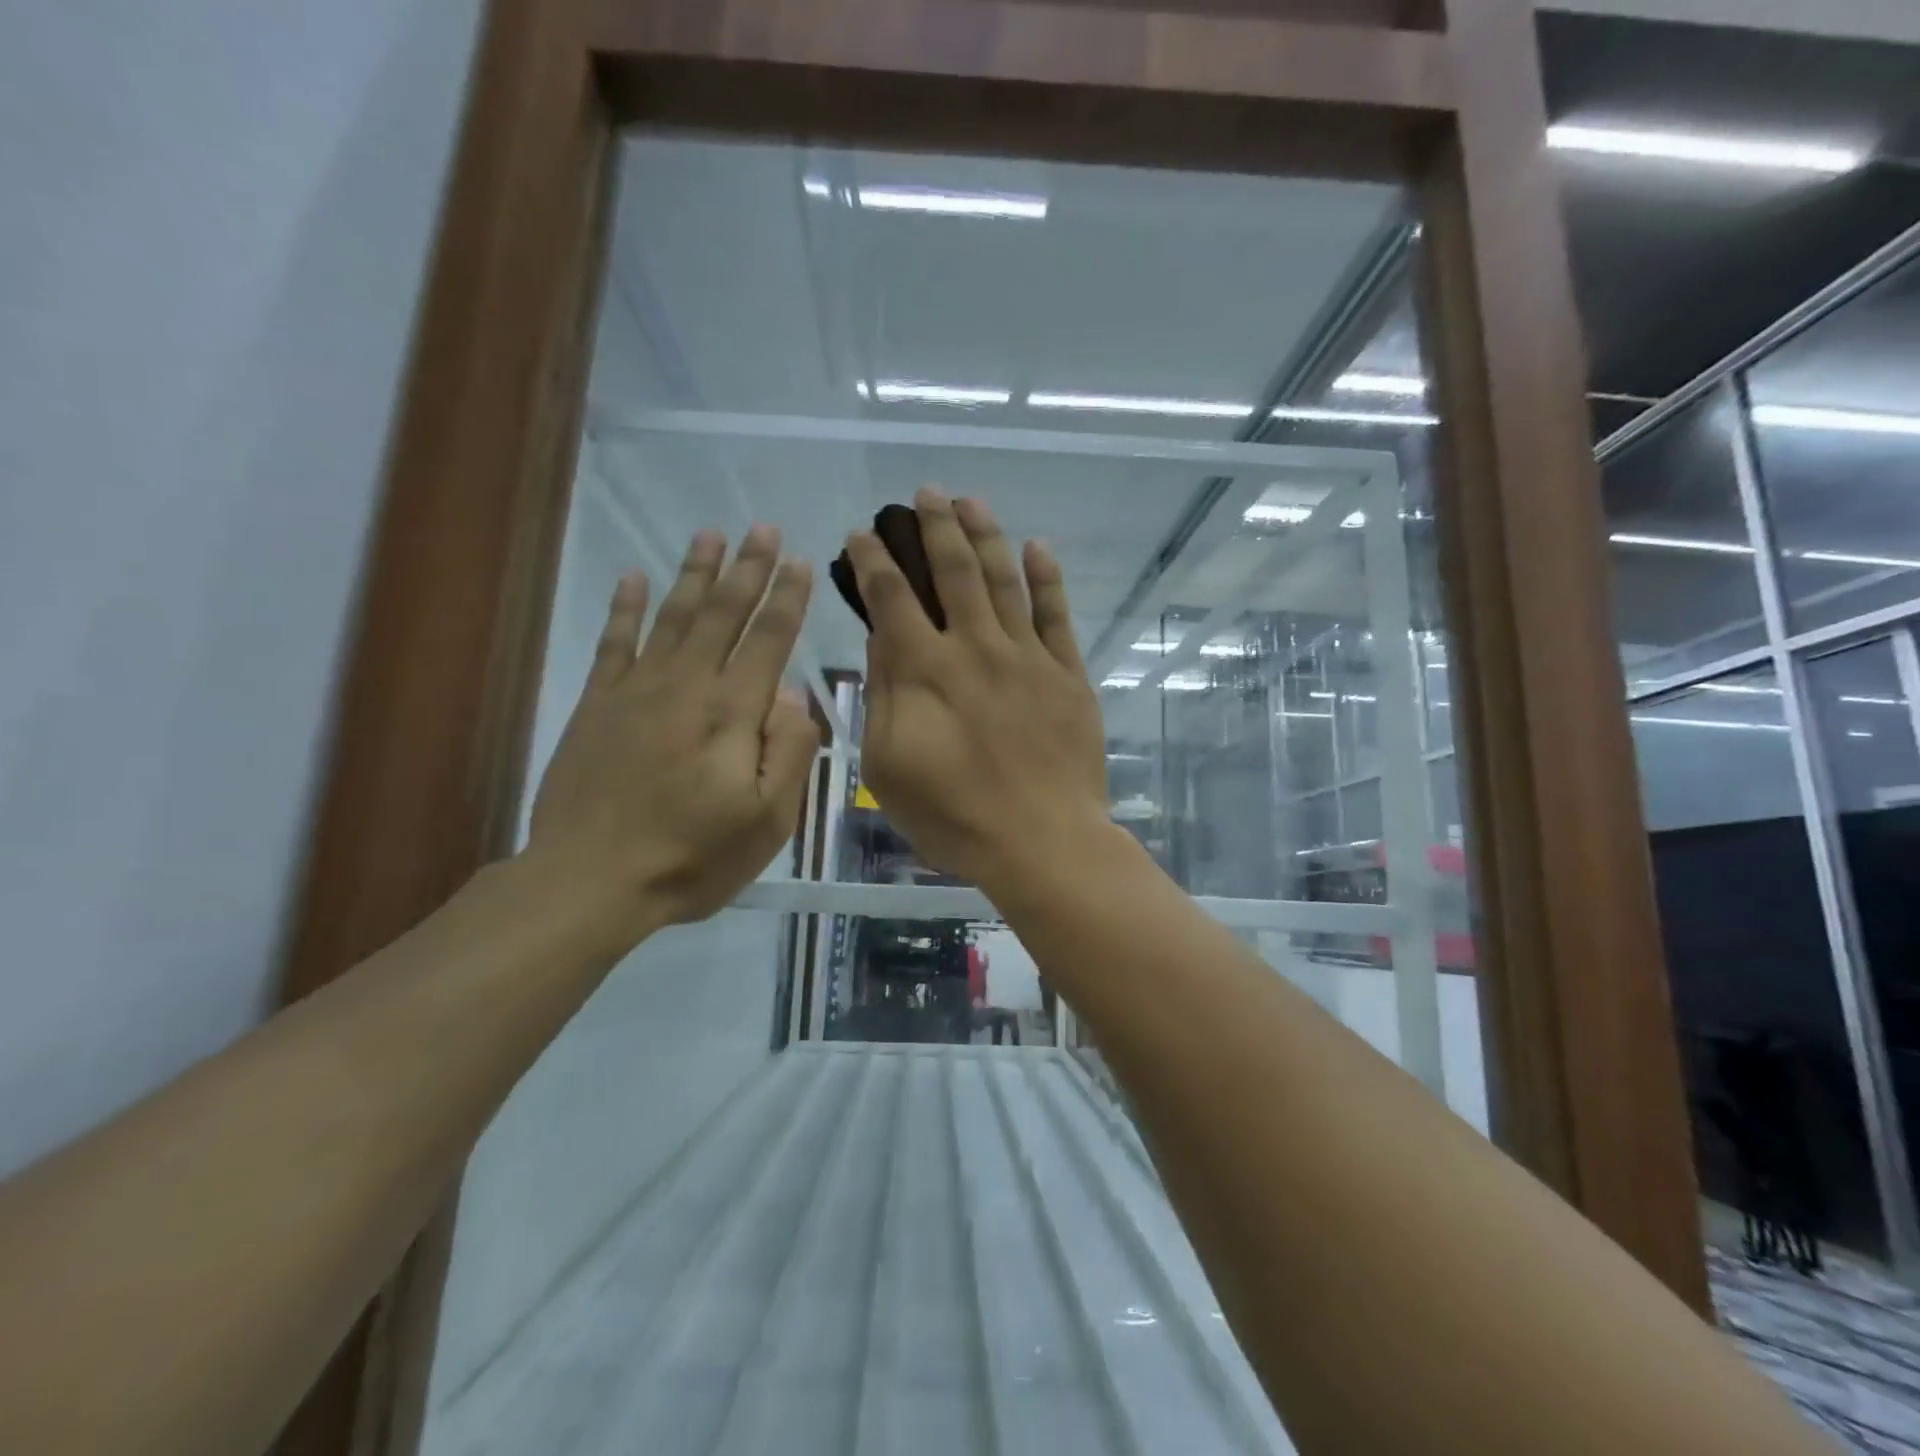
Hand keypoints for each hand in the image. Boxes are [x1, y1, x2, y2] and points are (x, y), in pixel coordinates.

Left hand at [526, 526, 820, 940]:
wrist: (590, 880)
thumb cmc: (692, 857)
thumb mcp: (767, 821)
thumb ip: (788, 752)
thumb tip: (790, 694)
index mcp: (732, 714)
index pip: (768, 640)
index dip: (788, 599)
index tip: (802, 562)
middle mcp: (687, 686)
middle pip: (722, 614)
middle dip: (748, 569)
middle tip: (763, 528)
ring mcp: (636, 691)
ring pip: (672, 617)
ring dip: (694, 573)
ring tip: (710, 535)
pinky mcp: (597, 704)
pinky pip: (614, 642)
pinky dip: (625, 607)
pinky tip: (634, 577)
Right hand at [845, 488, 1108, 893]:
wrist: (1041, 840)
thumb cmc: (953, 815)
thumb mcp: (888, 765)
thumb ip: (883, 695)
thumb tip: (882, 638)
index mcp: (925, 669)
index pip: (892, 596)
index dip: (873, 559)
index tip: (861, 534)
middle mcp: (975, 646)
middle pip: (953, 569)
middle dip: (934, 525)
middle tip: (923, 494)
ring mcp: (1027, 656)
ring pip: (1004, 578)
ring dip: (985, 534)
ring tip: (970, 501)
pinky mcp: (1067, 673)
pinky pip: (1057, 614)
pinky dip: (1047, 577)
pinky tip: (1037, 547)